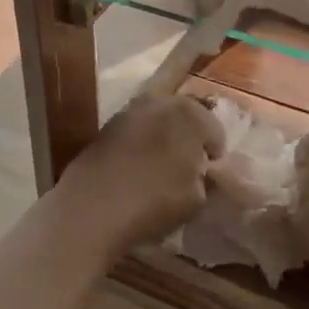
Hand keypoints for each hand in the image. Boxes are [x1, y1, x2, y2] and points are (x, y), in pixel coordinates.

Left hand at [50, 93, 224, 261]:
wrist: (92, 206)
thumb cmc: (155, 200)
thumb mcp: (196, 199)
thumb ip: (206, 179)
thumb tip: (202, 171)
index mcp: (190, 114)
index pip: (215, 130)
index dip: (215, 153)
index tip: (209, 173)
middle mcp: (161, 102)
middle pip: (186, 115)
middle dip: (191, 136)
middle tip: (189, 166)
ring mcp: (130, 109)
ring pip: (158, 119)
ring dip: (165, 135)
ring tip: (162, 166)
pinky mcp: (108, 124)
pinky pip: (136, 129)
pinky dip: (142, 142)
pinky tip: (139, 166)